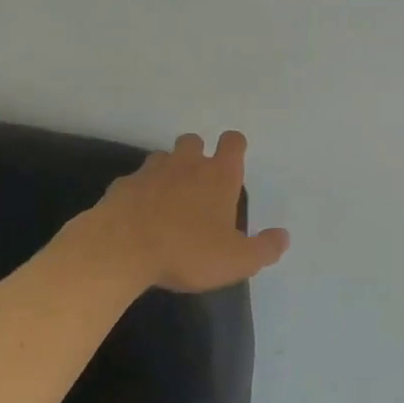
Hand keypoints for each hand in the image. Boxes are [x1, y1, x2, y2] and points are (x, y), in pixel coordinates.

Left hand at [87, 131, 289, 292]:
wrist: (120, 250)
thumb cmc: (187, 251)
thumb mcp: (237, 260)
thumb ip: (264, 248)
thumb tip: (283, 236)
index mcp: (218, 175)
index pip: (232, 142)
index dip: (234, 147)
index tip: (233, 162)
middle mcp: (186, 164)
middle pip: (194, 142)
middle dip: (198, 155)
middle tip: (199, 185)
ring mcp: (150, 171)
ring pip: (162, 158)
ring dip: (168, 171)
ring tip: (169, 200)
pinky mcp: (121, 186)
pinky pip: (134, 182)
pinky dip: (139, 193)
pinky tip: (139, 216)